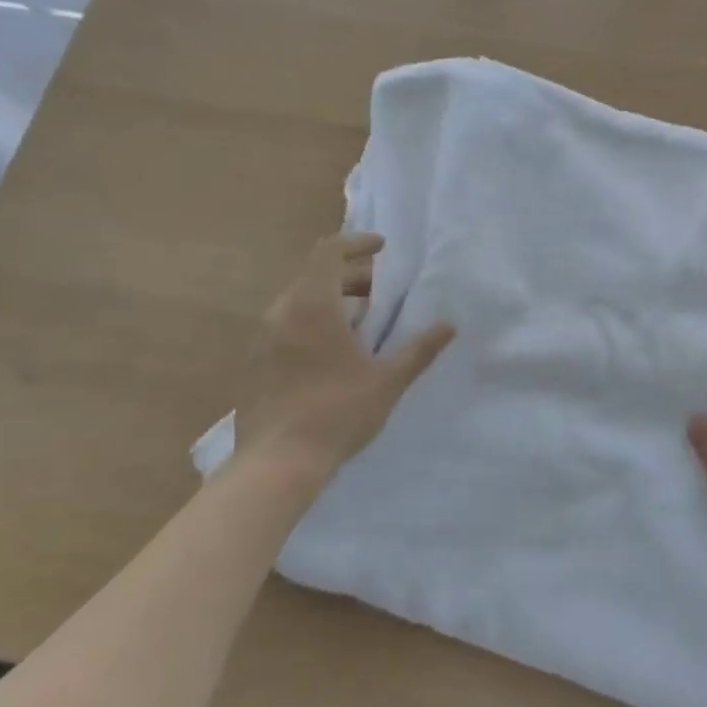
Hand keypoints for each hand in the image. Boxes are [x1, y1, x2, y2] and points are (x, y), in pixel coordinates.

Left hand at [236, 232, 454, 486]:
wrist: (277, 464)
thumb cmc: (337, 412)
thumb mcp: (388, 380)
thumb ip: (419, 349)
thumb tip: (449, 325)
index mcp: (311, 305)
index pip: (329, 251)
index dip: (357, 242)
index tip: (382, 247)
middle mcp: (281, 312)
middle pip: (316, 275)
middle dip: (352, 276)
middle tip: (382, 293)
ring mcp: (263, 338)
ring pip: (300, 300)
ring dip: (332, 300)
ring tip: (363, 324)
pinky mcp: (256, 362)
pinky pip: (287, 324)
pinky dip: (313, 322)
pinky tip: (335, 353)